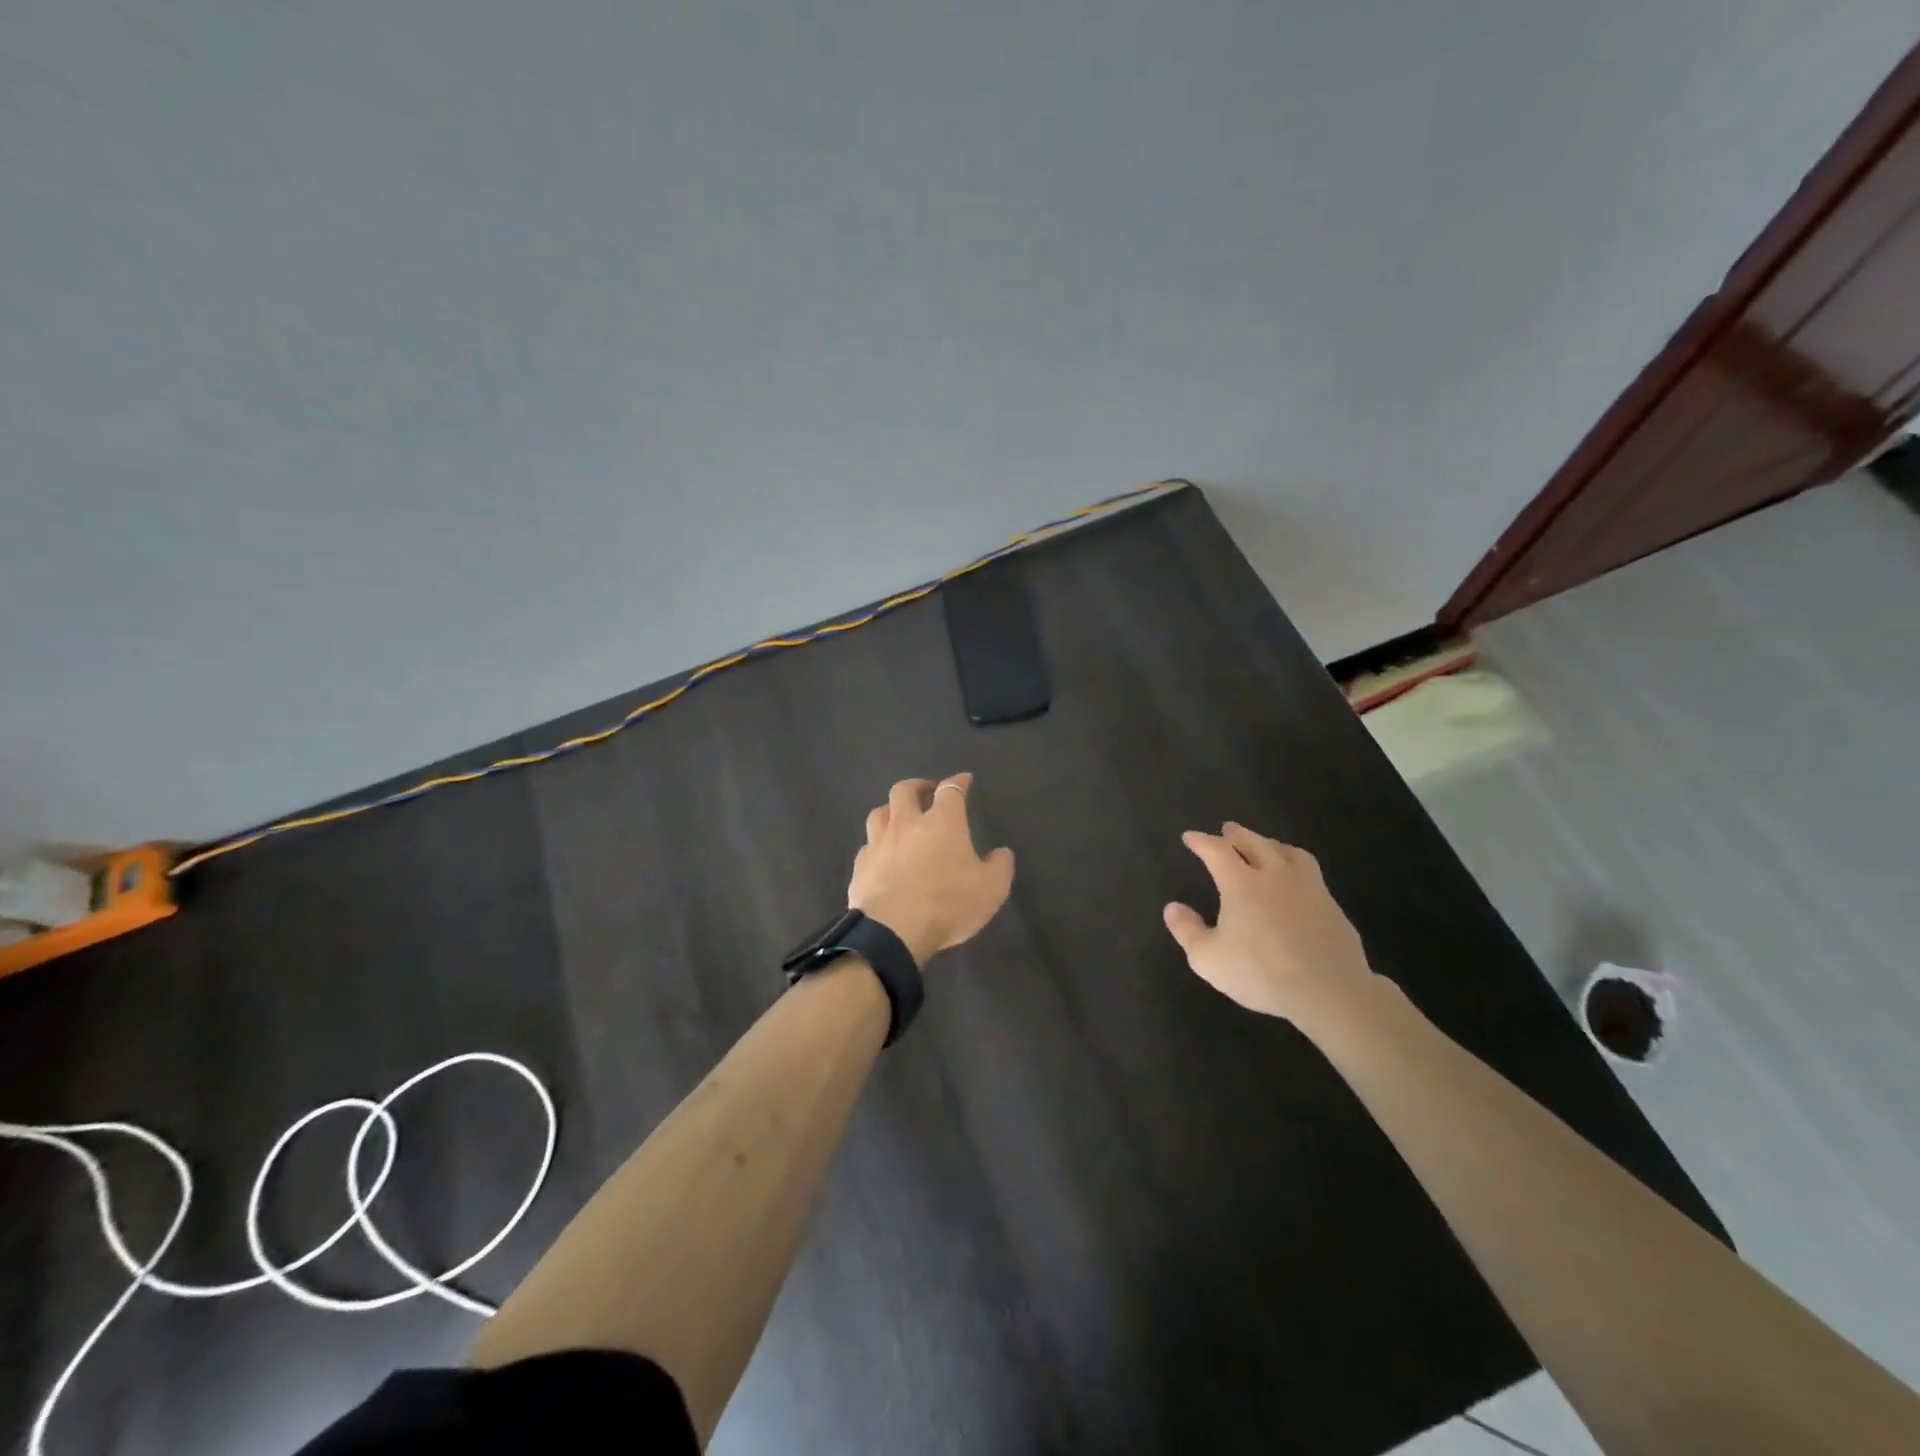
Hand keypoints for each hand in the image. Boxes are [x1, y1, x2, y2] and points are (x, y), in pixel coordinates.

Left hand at [848, 773, 1015, 964]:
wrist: (892, 932)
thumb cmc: (947, 905)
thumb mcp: (991, 889)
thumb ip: (1000, 867)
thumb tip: (1001, 853)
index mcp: (942, 822)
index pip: (951, 791)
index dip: (958, 782)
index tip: (964, 780)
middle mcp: (907, 824)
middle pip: (905, 790)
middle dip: (917, 786)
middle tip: (926, 791)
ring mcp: (879, 843)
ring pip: (879, 813)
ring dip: (891, 811)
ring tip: (899, 819)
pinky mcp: (860, 866)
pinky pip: (867, 847)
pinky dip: (876, 846)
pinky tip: (881, 856)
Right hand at [1163, 822, 1375, 1022]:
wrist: (1328, 990)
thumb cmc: (1261, 973)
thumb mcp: (1208, 959)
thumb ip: (1187, 930)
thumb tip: (1172, 907)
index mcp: (1241, 883)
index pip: (1216, 851)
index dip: (1201, 841)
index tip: (1190, 837)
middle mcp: (1274, 875)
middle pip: (1254, 842)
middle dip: (1237, 834)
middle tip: (1227, 830)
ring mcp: (1307, 887)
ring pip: (1287, 852)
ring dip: (1270, 843)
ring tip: (1265, 845)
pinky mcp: (1331, 904)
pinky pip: (1310, 871)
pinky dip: (1295, 864)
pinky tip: (1296, 878)